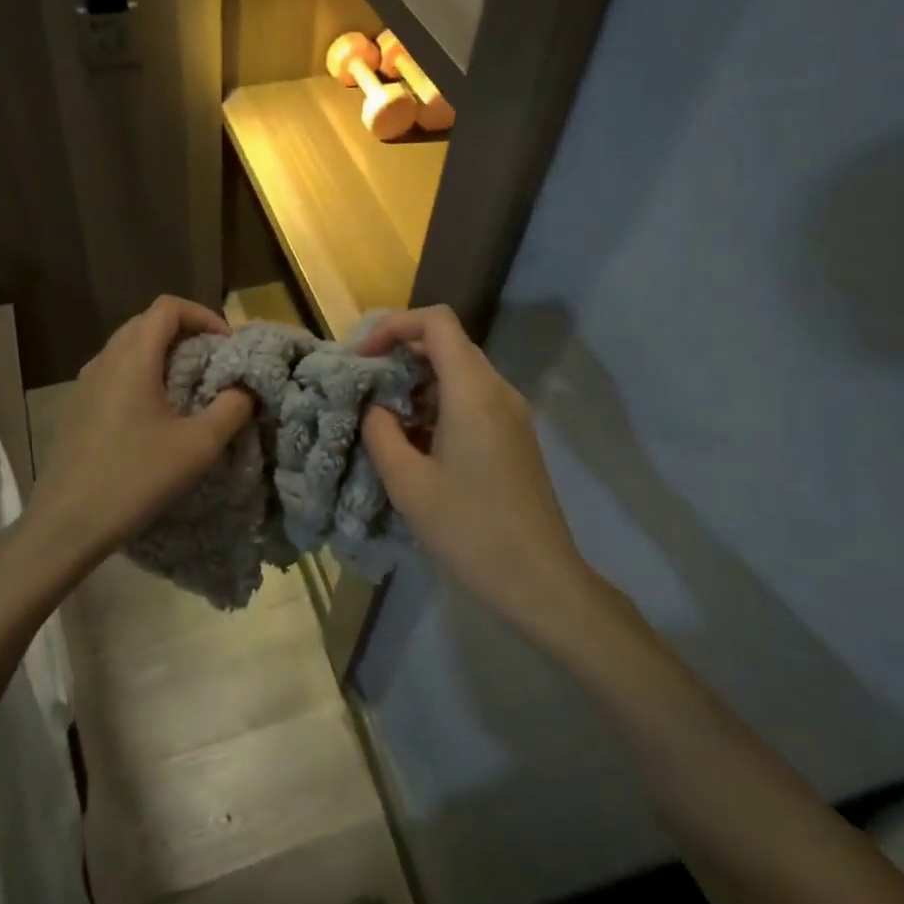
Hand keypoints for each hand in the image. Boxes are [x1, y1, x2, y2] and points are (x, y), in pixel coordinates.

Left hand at [25, 296, 254, 569]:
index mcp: (132, 358)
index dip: (203, 315)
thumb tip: (245, 388)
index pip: (168, 307)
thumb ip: (231, 409)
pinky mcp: (76, 407)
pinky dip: (142, 376)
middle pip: (147, 323)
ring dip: (163, 356)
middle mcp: (104, 360)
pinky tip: (155, 416)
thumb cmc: (136, 478)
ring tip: (189, 389)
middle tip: (214, 364)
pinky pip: (114, 373)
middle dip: (186, 334)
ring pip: (129, 348)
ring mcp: (85, 383)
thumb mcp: (198, 446)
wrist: (67, 523)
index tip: (227, 346)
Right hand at [359, 306, 619, 645]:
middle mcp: (498, 391)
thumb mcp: (408, 483)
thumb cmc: (469, 530)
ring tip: (385, 420)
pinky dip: (438, 405)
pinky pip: (472, 400)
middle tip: (365, 388)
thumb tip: (375, 407)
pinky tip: (417, 443)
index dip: (394, 326)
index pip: (436, 322)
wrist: (540, 581)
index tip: (363, 358)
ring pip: (459, 373)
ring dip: (418, 384)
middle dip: (401, 356)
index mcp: (473, 392)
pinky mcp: (515, 437)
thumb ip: (381, 432)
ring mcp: (512, 414)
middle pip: (447, 344)